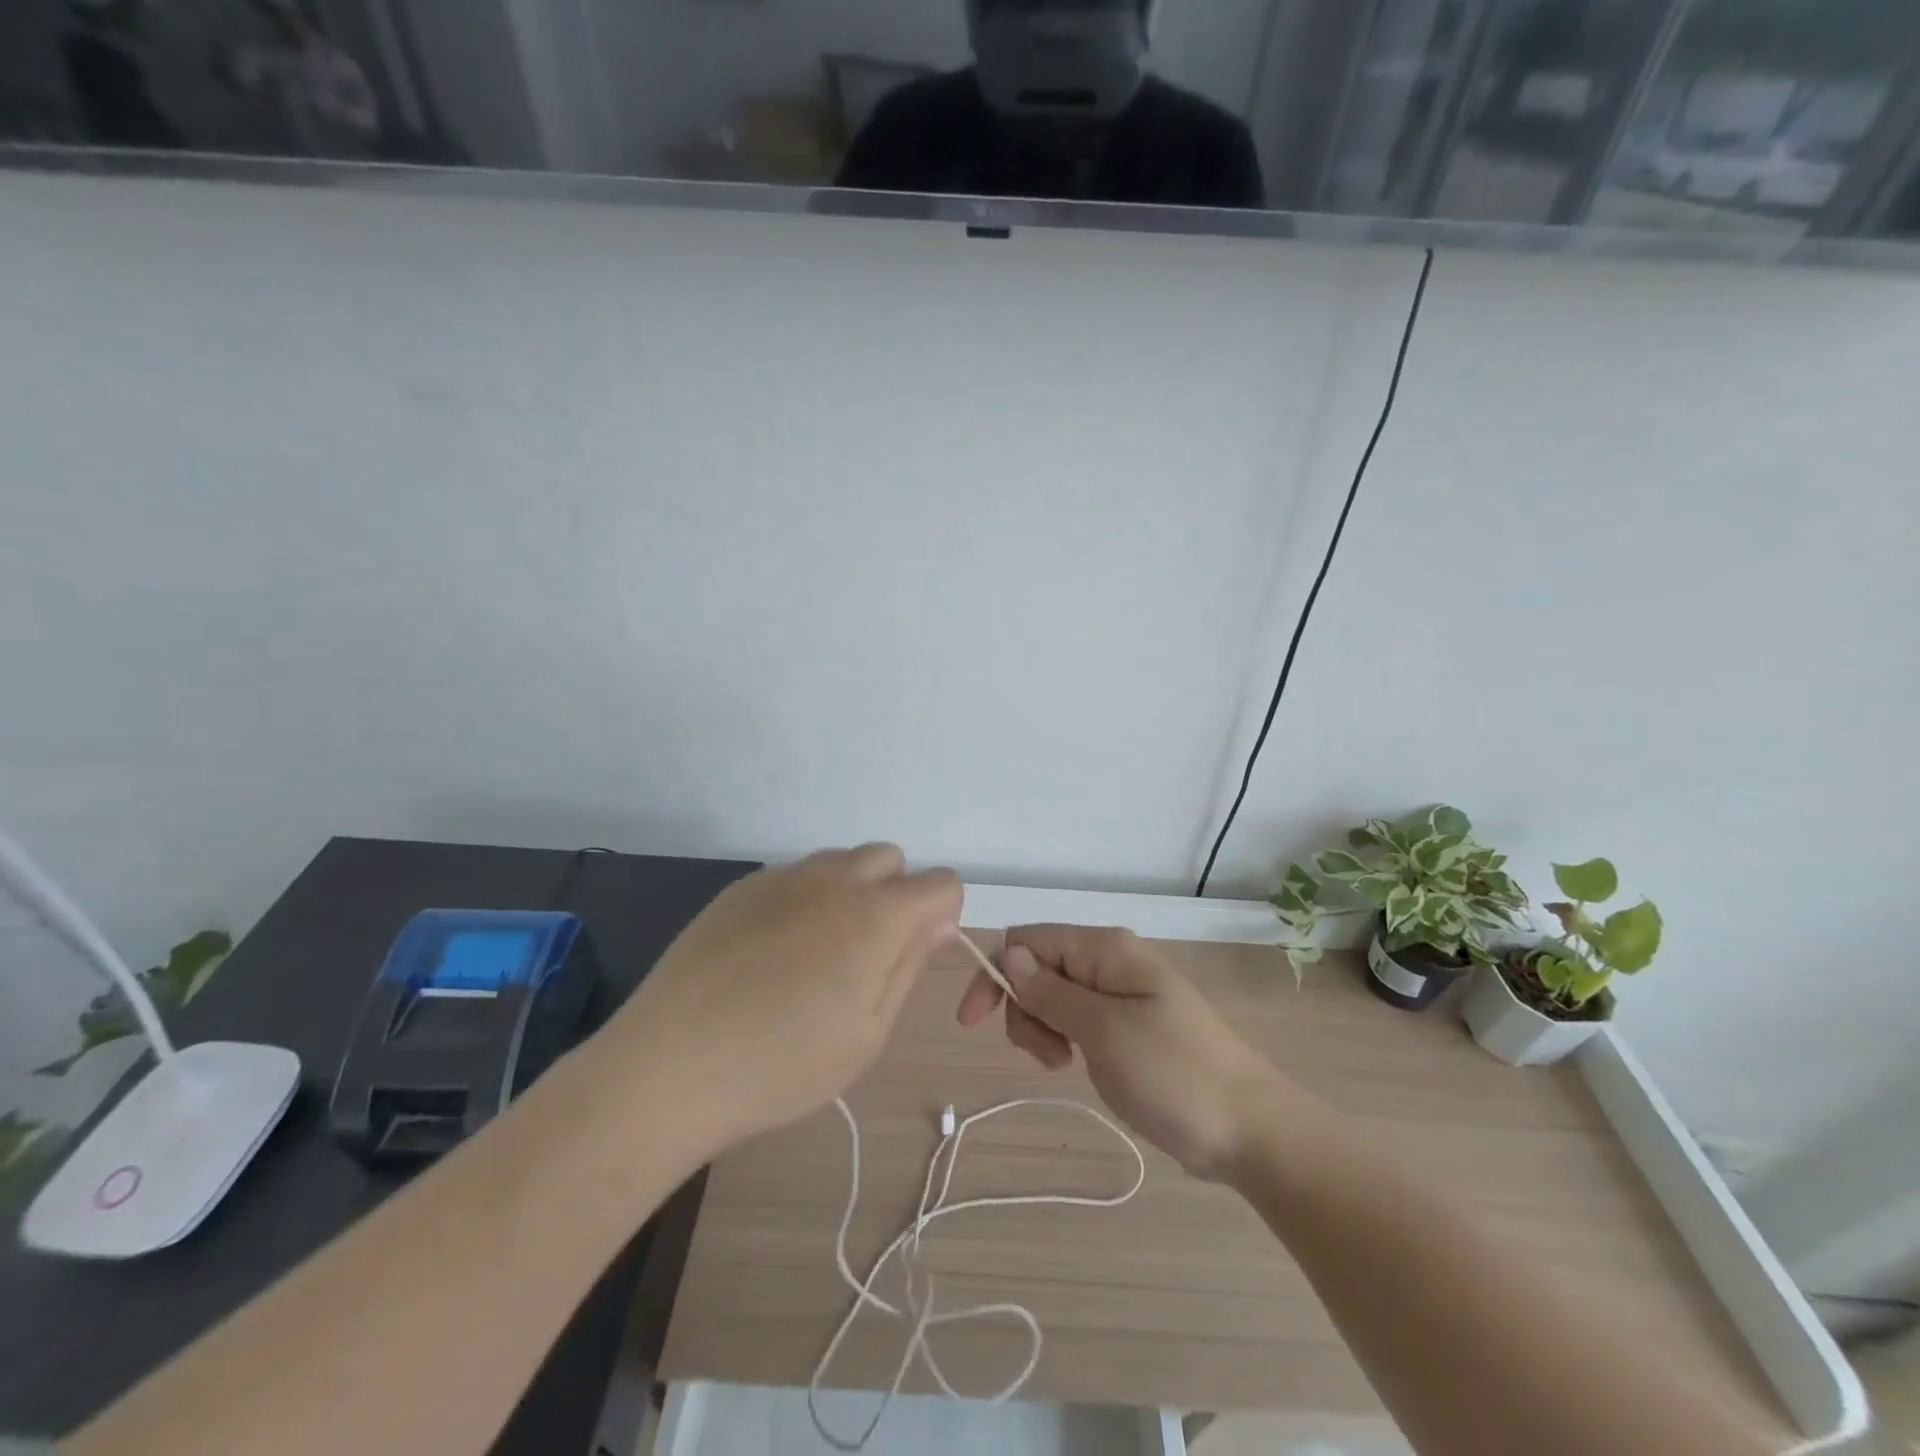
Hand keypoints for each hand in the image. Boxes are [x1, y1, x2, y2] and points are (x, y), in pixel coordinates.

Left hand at [605, 845, 960, 1154]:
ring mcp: (783, 877)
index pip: (941, 882)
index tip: (914, 954)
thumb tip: (938, 921)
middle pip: (890, 859)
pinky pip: (795, 876)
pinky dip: (804, 900)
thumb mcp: (868, 1033)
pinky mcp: (742, 887)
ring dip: (850, 892)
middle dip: (896, 894)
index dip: (941, 915)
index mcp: (876, 914)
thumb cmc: (783, 1064)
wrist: (670, 1065)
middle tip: (867, 955)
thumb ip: (910, 965)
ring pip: (841, 862)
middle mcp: (834, 878)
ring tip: (818, 955)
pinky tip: (772, 954)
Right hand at [957, 925, 1293, 1180]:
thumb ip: (1051, 992)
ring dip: (1042, 1028)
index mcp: (1105, 949)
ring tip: (1064, 1065)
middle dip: (1024, 1008)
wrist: (1250, 1130)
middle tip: (1049, 1055)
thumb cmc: (1174, 1076)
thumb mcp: (1104, 1032)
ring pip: (1053, 995)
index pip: (1027, 941)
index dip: (995, 974)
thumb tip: (1009, 955)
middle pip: (1037, 967)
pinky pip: (1077, 1017)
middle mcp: (1110, 961)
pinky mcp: (1128, 1024)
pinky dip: (1064, 1038)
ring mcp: (1121, 993)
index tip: (975, 1024)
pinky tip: (1077, 1064)